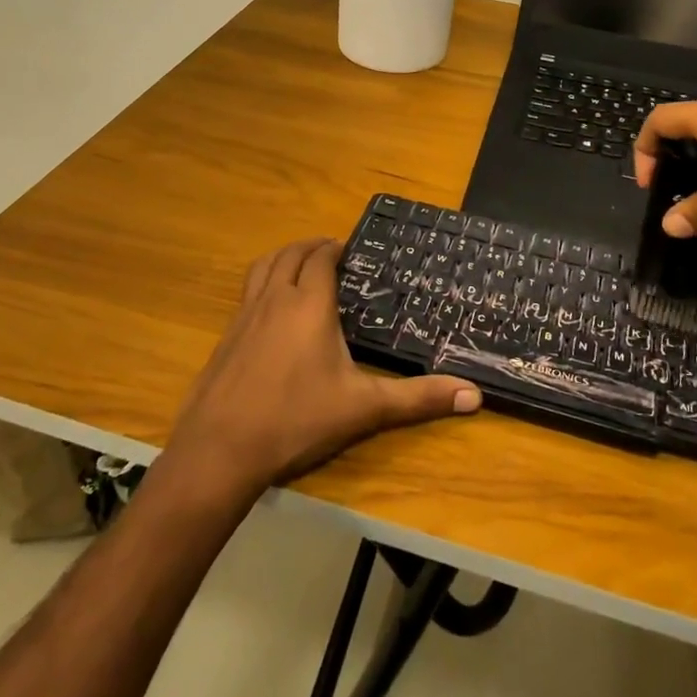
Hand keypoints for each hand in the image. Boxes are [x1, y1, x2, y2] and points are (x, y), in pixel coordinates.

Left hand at [169, 239, 481, 494]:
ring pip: (263, 268)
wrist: (221, 449)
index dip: (335, 248)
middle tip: (330, 251)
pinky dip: (262, 283)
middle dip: (311, 247)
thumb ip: (418, 398)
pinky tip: (270, 310)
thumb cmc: (297, 420)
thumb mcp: (364, 408)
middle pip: (290, 255)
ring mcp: (244, 316)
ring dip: (283, 257)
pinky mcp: (226, 337)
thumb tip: (474, 395)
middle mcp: (275, 299)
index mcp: (309, 304)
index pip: (321, 259)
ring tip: (298, 265)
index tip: (350, 249)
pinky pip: (246, 292)